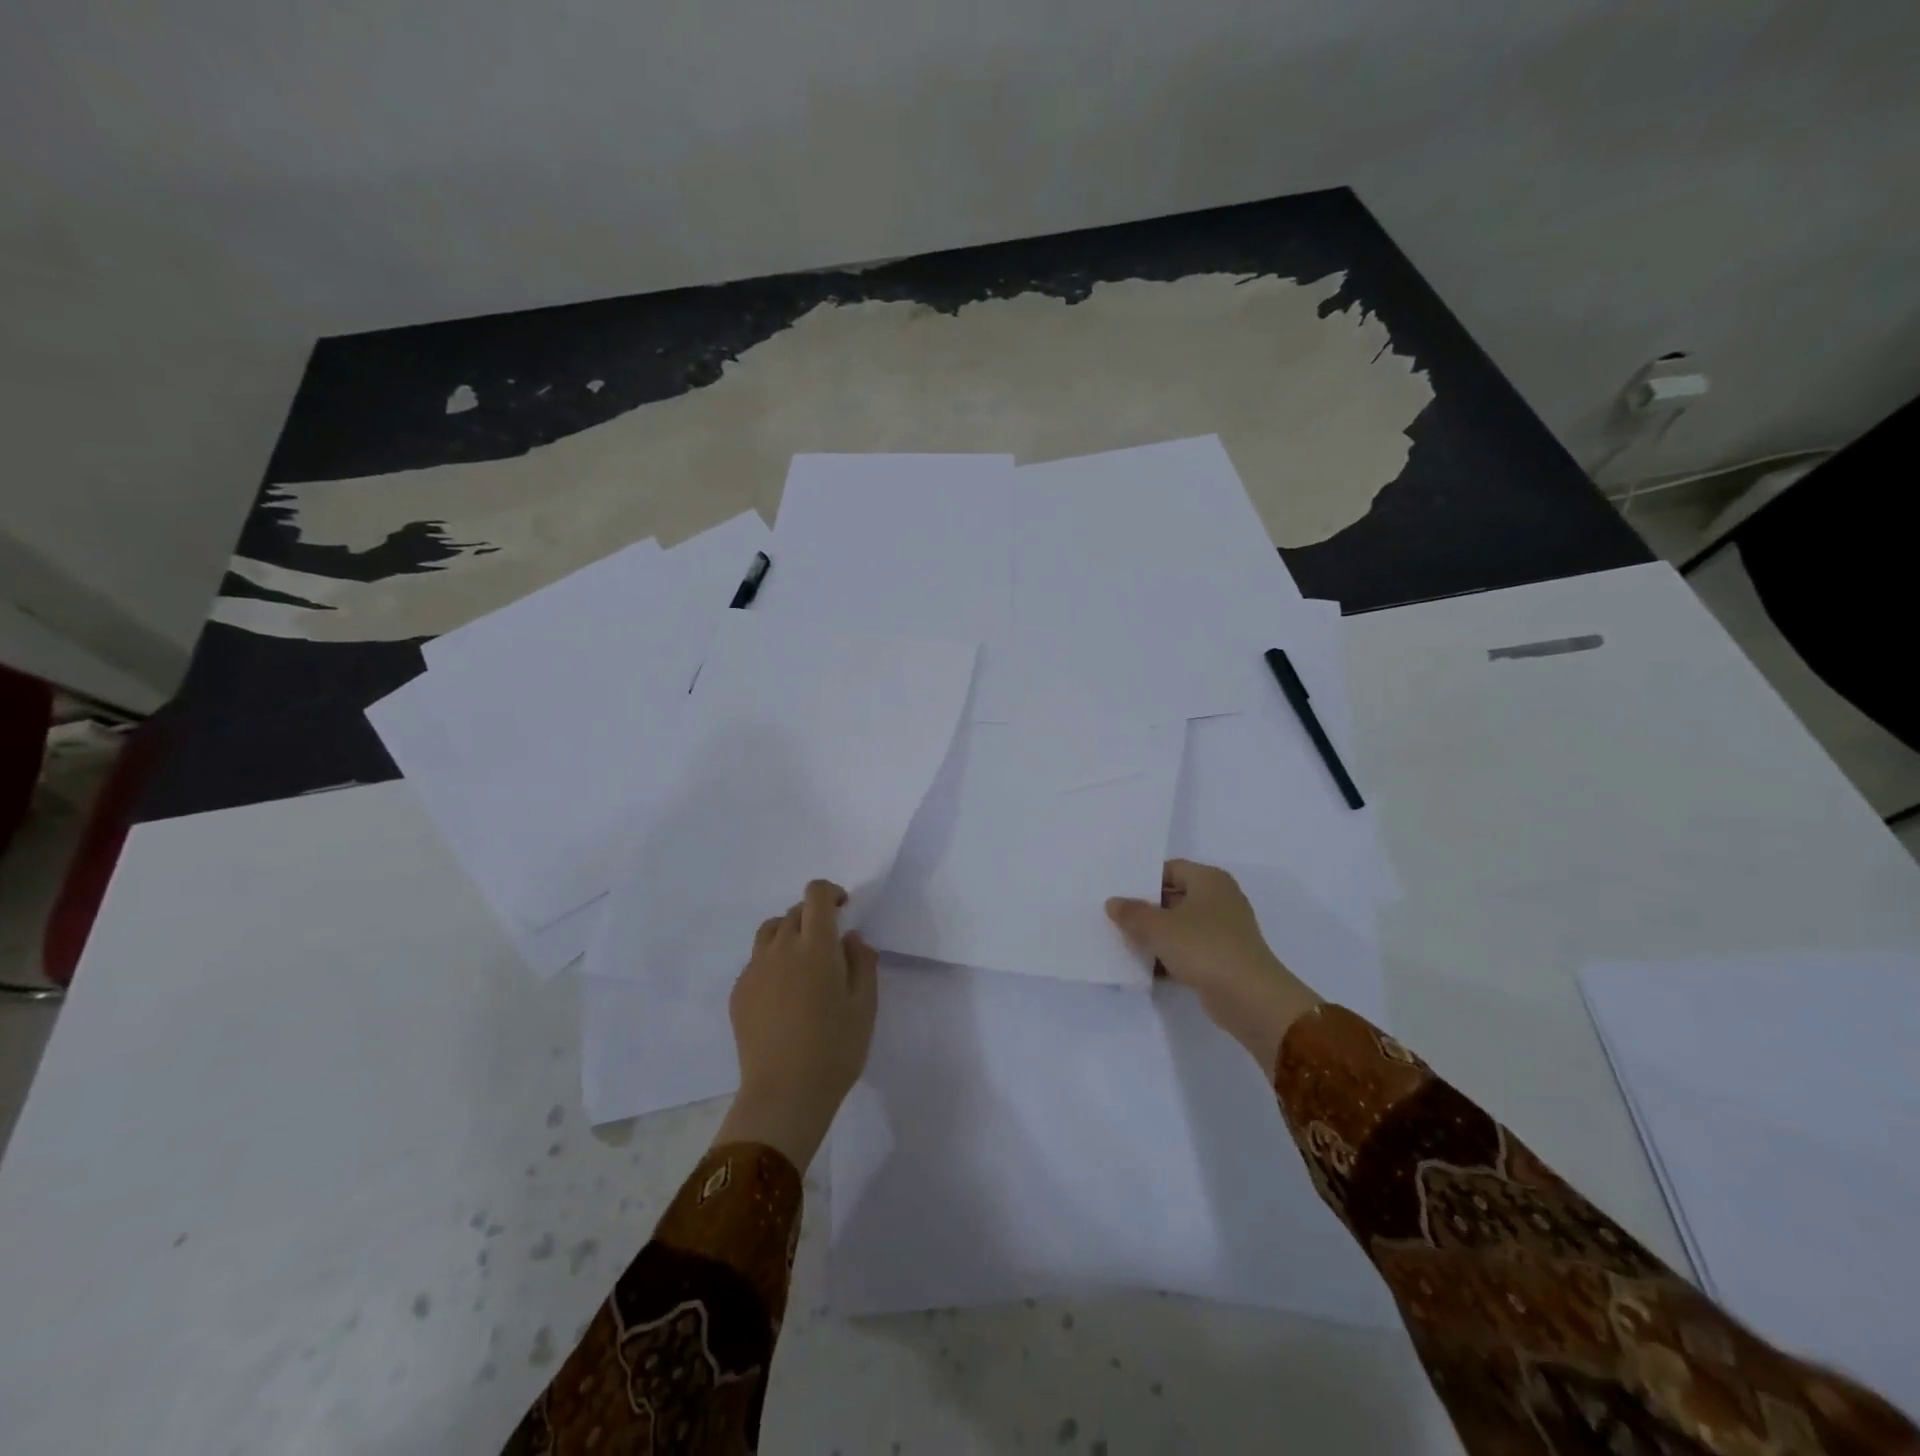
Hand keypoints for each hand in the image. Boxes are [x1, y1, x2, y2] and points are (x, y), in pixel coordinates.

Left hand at [715, 879, 878, 1169]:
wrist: (784, 1094)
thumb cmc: (835, 1048)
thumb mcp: (865, 1005)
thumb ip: (862, 962)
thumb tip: (851, 938)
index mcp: (816, 945)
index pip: (815, 895)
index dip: (829, 892)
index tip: (843, 908)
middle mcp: (781, 947)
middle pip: (794, 912)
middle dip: (813, 917)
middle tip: (828, 946)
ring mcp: (755, 969)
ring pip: (770, 932)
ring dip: (789, 935)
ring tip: (802, 964)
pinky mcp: (739, 993)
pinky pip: (756, 962)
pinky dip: (772, 962)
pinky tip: (784, 995)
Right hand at [1106, 860, 1321, 1076]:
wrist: (1250, 998)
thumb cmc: (1204, 947)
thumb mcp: (1159, 927)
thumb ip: (1133, 913)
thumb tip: (1113, 903)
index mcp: (1209, 880)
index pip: (1170, 869)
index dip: (1143, 879)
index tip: (1118, 891)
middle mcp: (1220, 899)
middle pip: (1174, 897)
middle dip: (1146, 908)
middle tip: (1114, 916)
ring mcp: (1224, 931)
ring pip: (1180, 925)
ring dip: (1156, 935)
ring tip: (1122, 940)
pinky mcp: (1223, 959)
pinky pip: (1188, 950)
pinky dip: (1169, 955)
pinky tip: (1144, 966)